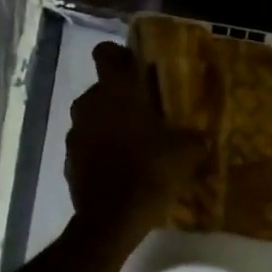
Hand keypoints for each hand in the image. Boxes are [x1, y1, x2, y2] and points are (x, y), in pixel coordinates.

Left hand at [66, 41, 206, 248]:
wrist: (112, 218)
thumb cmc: (151, 171)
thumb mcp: (187, 153)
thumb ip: (195, 138)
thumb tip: (202, 138)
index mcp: (115, 91)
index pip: (106, 53)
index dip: (122, 58)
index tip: (139, 71)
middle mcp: (89, 104)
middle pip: (103, 89)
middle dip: (122, 98)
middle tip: (149, 114)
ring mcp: (75, 133)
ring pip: (94, 118)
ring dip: (112, 126)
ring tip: (138, 144)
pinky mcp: (69, 161)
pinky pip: (89, 146)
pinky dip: (103, 152)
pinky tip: (124, 169)